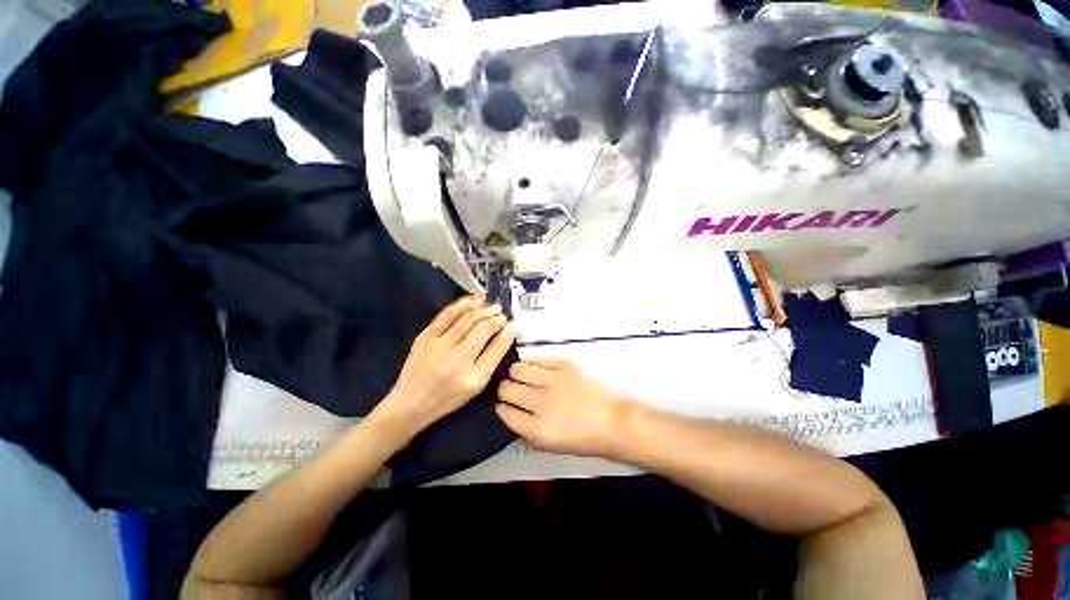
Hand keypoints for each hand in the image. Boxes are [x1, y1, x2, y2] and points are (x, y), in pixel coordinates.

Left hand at [373, 293, 514, 436]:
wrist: (411, 402)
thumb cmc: (448, 397)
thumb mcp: (476, 387)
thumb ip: (491, 360)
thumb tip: (504, 334)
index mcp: (473, 377)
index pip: (497, 348)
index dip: (507, 333)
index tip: (512, 324)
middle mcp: (457, 360)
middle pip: (483, 329)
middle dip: (496, 318)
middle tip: (502, 314)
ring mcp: (439, 346)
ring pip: (467, 318)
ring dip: (483, 308)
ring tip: (491, 304)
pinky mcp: (425, 337)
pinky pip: (447, 314)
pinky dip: (462, 304)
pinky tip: (474, 300)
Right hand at [496, 357, 630, 456]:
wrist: (612, 422)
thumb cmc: (582, 439)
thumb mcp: (551, 446)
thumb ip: (528, 432)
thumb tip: (512, 414)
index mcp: (538, 429)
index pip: (506, 412)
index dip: (501, 407)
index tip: (502, 404)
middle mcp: (542, 404)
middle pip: (508, 389)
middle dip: (504, 389)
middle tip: (509, 388)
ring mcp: (554, 382)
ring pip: (520, 369)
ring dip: (516, 372)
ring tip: (519, 373)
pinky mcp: (565, 366)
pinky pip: (539, 358)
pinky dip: (533, 361)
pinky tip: (533, 365)